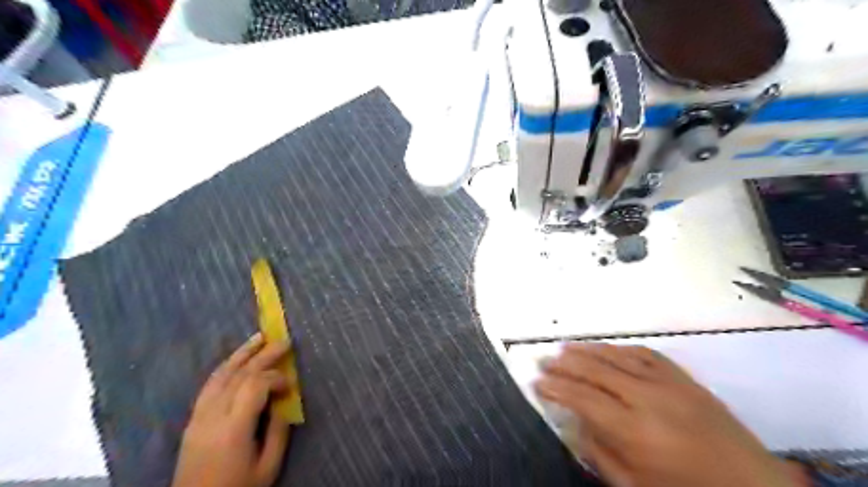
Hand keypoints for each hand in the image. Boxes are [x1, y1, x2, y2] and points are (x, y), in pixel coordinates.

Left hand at [173, 332, 294, 486]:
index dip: (276, 378)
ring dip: (242, 354)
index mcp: (233, 428)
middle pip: (239, 375)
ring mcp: (199, 416)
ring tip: (259, 337)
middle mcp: (213, 416)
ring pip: (220, 375)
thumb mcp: (267, 467)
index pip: (255, 386)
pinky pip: (209, 385)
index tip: (291, 385)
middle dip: (263, 355)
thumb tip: (284, 403)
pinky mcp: (193, 419)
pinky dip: (225, 367)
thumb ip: (278, 432)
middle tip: (283, 341)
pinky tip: (237, 360)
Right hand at [536, 342, 799, 485]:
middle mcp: (648, 398)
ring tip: (564, 347)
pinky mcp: (684, 378)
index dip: (556, 388)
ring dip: (587, 350)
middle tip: (542, 360)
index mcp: (635, 431)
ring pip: (617, 356)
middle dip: (564, 364)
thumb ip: (599, 453)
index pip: (583, 398)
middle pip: (596, 371)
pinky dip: (620, 348)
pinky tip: (606, 348)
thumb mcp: (635, 486)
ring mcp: (669, 383)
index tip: (537, 382)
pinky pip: (645, 353)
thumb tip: (574, 422)